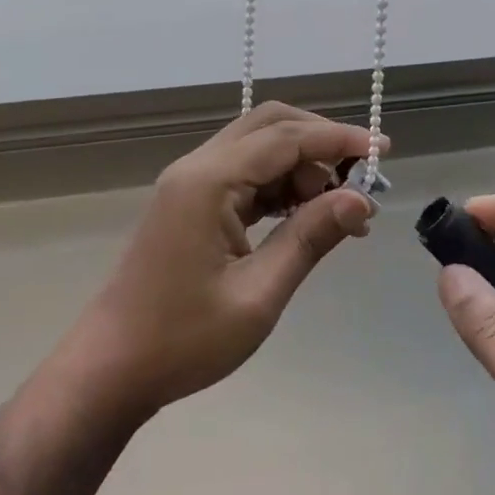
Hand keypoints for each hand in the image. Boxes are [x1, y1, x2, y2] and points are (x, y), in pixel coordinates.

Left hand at [64, 103, 381, 424]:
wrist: (110, 369)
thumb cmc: (183, 340)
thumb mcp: (258, 294)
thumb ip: (310, 238)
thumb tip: (361, 200)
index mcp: (209, 181)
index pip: (286, 138)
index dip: (338, 139)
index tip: (384, 151)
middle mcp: (198, 167)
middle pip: (270, 125)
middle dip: (321, 141)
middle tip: (363, 176)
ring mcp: (192, 182)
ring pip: (259, 147)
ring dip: (303, 165)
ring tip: (342, 208)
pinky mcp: (192, 201)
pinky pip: (246, 174)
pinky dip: (282, 184)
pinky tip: (307, 216)